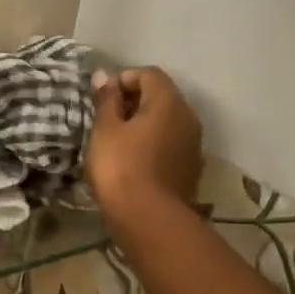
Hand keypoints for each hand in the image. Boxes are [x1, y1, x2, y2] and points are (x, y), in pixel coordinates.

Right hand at [87, 67, 204, 219]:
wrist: (148, 219)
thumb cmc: (120, 167)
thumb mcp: (105, 129)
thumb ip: (105, 100)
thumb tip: (103, 75)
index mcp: (168, 102)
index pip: (149, 74)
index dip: (123, 79)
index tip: (101, 100)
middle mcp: (188, 118)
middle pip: (161, 97)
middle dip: (133, 102)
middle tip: (105, 120)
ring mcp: (193, 145)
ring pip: (166, 122)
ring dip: (143, 124)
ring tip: (116, 142)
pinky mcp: (190, 168)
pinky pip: (170, 144)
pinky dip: (152, 144)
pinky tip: (132, 162)